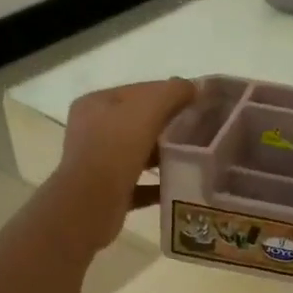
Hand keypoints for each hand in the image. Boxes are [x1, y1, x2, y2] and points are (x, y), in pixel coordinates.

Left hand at [51, 78, 197, 250]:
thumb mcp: (148, 109)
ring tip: (195, 155)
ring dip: (165, 154)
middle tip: (202, 129)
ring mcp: (97, 162)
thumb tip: (195, 87)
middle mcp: (92, 130)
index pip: (139, 91)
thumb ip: (173, 92)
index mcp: (96, 104)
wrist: (90, 205)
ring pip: (139, 152)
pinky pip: (139, 183)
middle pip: (139, 121)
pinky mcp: (106, 191)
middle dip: (169, 124)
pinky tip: (181, 184)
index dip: (170, 93)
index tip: (199, 103)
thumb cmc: (115, 148)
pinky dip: (159, 183)